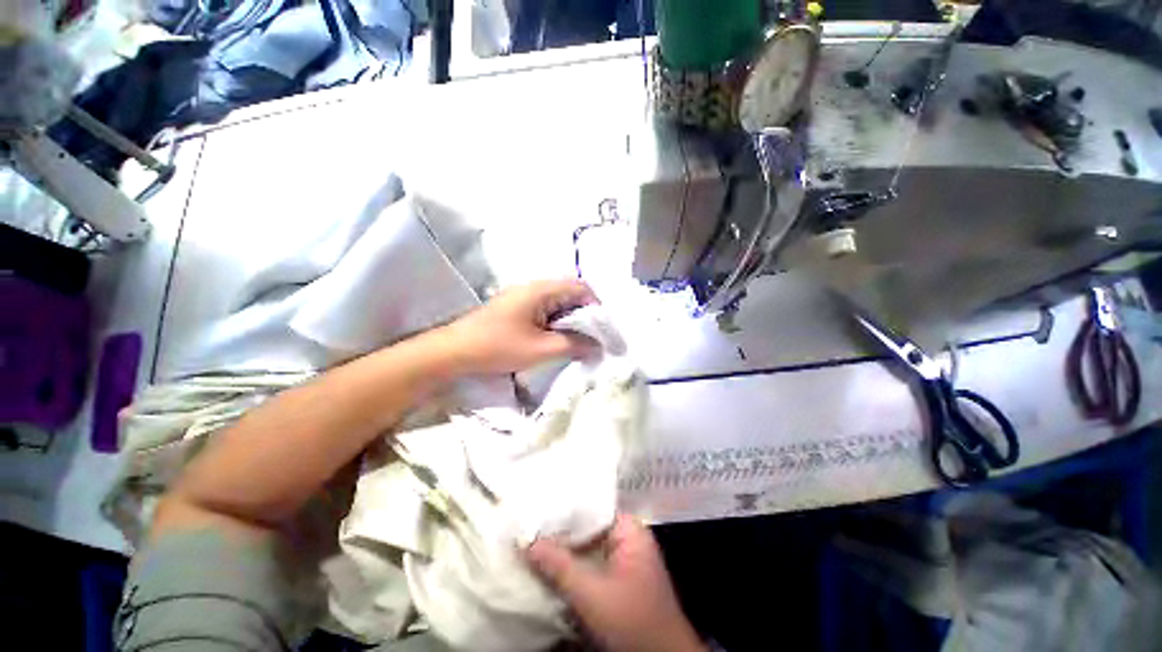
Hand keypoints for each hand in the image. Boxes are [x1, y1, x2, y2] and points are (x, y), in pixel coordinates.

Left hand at [438, 279, 598, 375]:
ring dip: (570, 319)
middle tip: (591, 337)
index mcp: (541, 289)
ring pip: (558, 302)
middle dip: (585, 314)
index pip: (581, 287)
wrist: (455, 351)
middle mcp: (534, 286)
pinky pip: (546, 309)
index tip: (602, 329)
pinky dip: (557, 322)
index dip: (596, 306)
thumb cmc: (498, 347)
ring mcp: (524, 296)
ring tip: (576, 340)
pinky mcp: (517, 307)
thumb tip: (598, 345)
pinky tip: (556, 338)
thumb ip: (574, 345)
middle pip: (570, 293)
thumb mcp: (541, 350)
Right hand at [526, 515, 704, 651]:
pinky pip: (589, 564)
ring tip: (531, 540)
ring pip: (586, 547)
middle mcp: (627, 538)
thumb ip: (559, 566)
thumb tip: (526, 542)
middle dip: (560, 531)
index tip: (536, 509)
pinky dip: (571, 566)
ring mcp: (622, 560)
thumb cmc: (632, 621)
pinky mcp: (616, 580)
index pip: (592, 508)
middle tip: (527, 526)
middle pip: (587, 528)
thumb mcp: (591, 594)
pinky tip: (547, 564)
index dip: (564, 509)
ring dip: (563, 550)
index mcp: (629, 530)